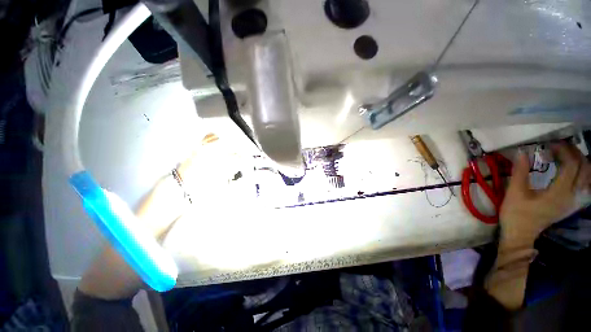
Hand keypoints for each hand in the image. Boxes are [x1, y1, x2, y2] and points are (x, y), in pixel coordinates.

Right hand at [500, 142, 590, 247]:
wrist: (520, 234)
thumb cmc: (516, 213)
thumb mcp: (514, 192)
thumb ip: (520, 171)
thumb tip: (522, 152)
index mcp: (559, 193)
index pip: (571, 164)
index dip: (563, 150)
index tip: (549, 144)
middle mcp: (572, 196)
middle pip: (584, 168)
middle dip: (573, 153)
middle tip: (558, 146)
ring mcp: (573, 201)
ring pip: (588, 176)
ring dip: (580, 162)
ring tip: (566, 155)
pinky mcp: (571, 204)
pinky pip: (585, 185)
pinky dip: (582, 173)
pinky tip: (573, 170)